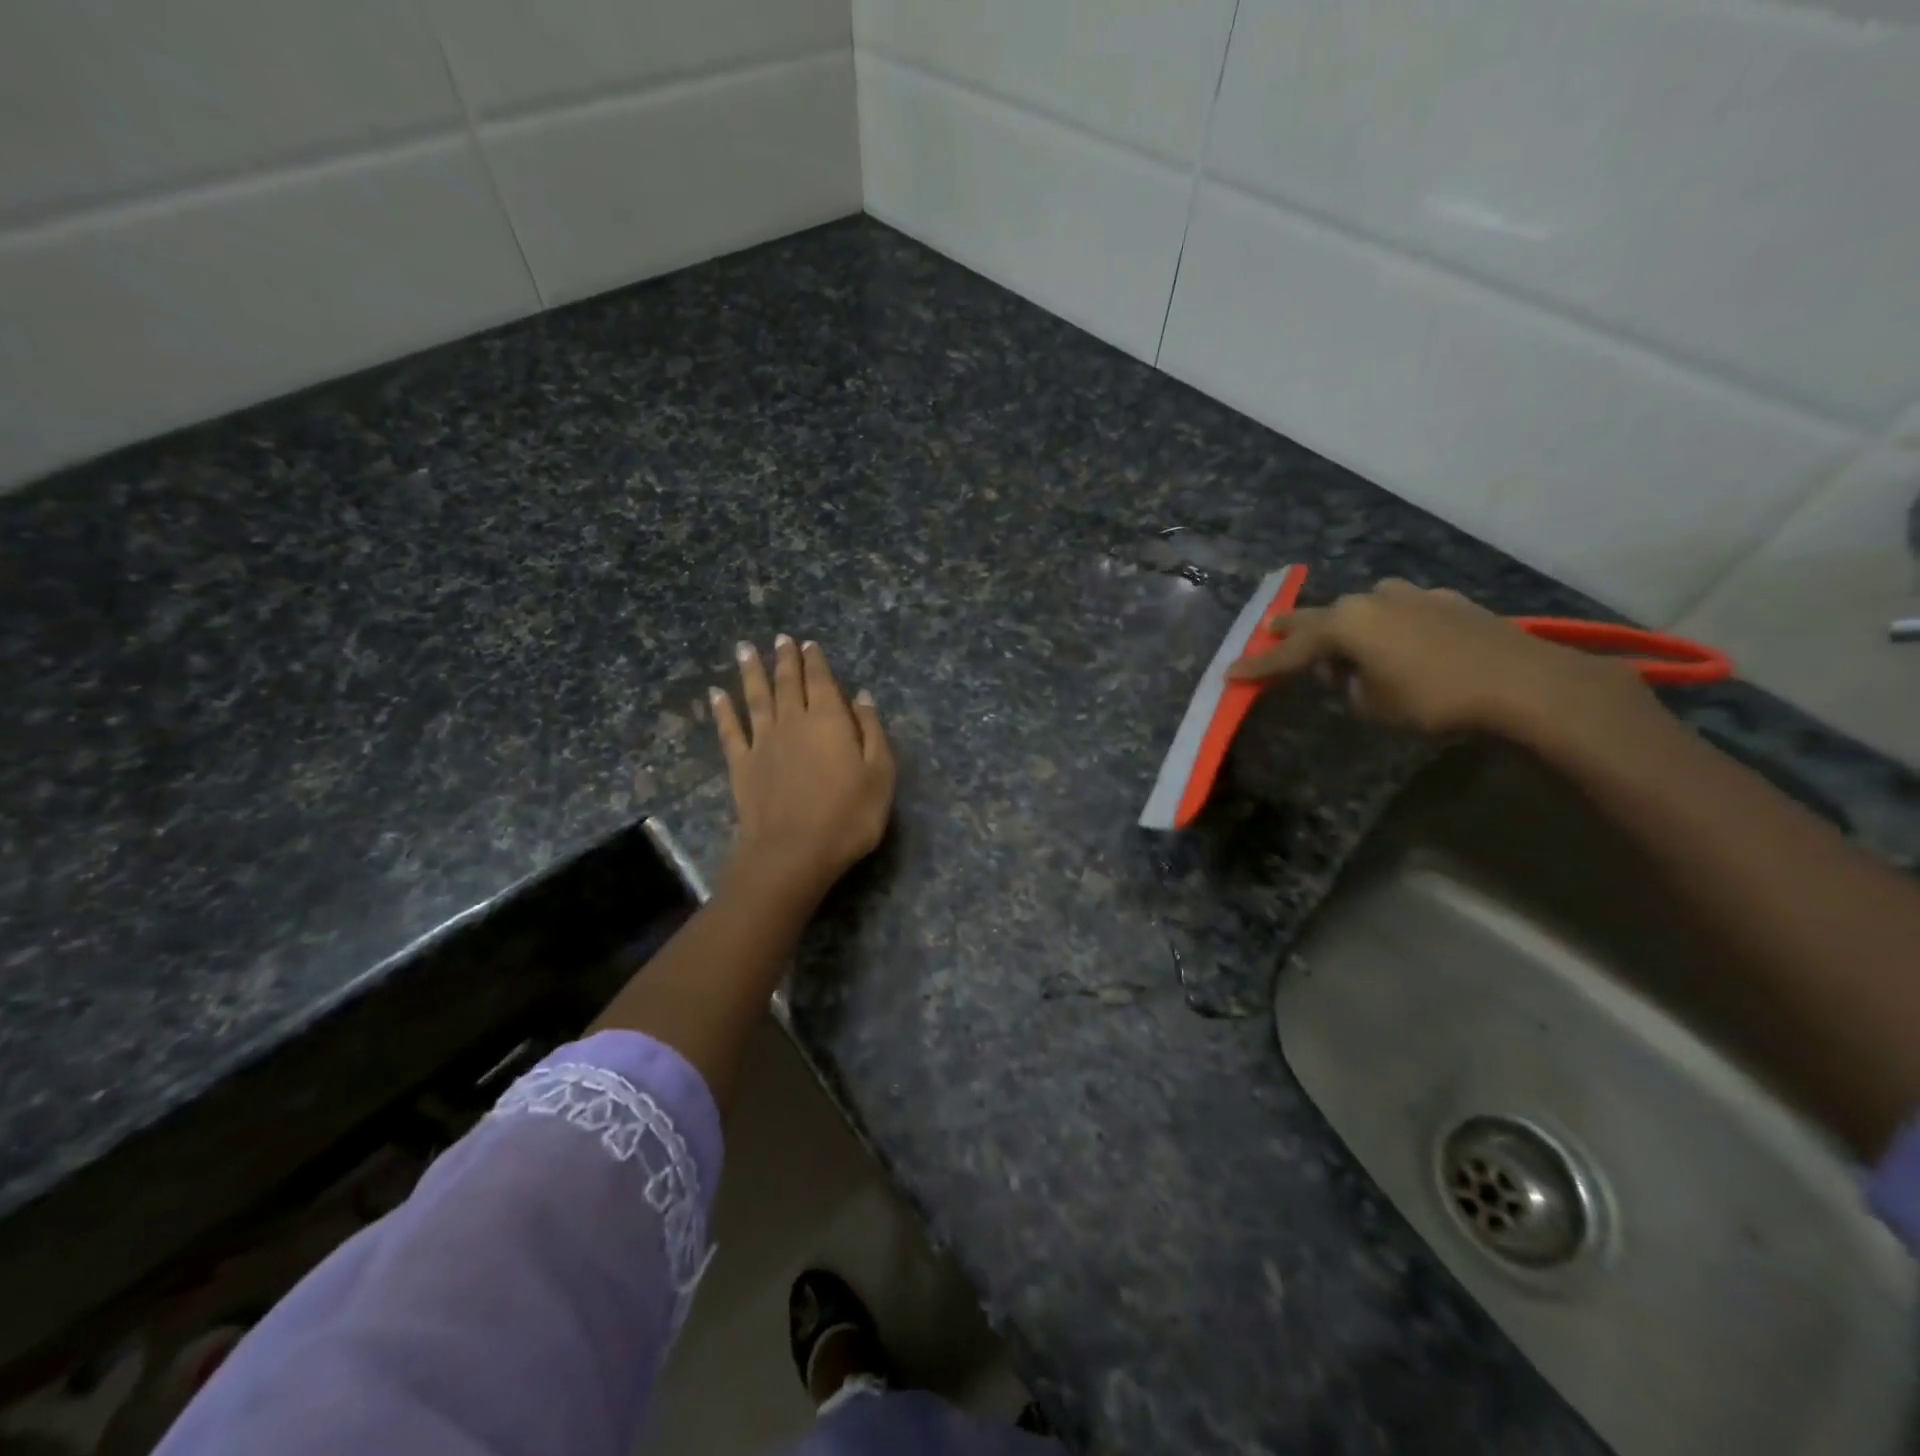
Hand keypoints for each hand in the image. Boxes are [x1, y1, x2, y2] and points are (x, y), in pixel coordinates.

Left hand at [711, 635, 894, 907]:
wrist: (793, 852)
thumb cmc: (848, 816)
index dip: (815, 661)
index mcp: (829, 720)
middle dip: (784, 659)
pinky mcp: (741, 765)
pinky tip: (716, 694)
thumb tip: (861, 696)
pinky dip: (722, 710)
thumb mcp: (880, 774)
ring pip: (756, 697)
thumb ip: (871, 731)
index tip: (807, 643)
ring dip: (751, 672)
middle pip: (787, 683)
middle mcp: (793, 721)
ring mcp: (763, 742)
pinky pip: (730, 730)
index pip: (821, 681)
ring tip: (745, 649)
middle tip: (779, 639)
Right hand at [1226, 578, 1655, 743]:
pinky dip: (1385, 623)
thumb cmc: (1434, 699)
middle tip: (1268, 631)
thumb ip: (1351, 685)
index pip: (1289, 651)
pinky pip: (1398, 609)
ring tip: (1340, 642)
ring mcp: (1410, 595)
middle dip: (1292, 629)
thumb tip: (1353, 673)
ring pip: (1361, 607)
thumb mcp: (1374, 704)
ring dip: (1344, 623)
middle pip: (1319, 616)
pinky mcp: (1444, 600)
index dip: (1259, 666)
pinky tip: (1397, 638)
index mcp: (1345, 625)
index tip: (1230, 674)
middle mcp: (1371, 601)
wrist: (1521, 683)